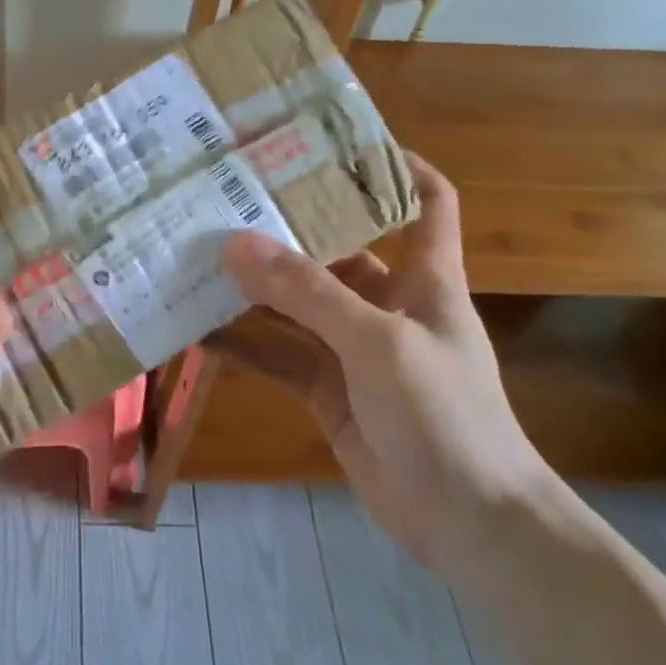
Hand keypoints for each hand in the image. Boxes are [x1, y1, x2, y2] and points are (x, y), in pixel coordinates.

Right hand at [212, 154, 550, 573]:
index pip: (426, 202)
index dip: (395, 166)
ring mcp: (355, 351)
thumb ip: (306, 292)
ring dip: (254, 290)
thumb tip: (237, 243)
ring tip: (198, 261)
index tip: (336, 143)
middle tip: (227, 201)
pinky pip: (280, 358)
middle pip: (337, 252)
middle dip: (288, 230)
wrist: (468, 521)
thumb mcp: (376, 341)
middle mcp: (388, 305)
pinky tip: (200, 333)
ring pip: (297, 308)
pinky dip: (245, 347)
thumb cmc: (443, 412)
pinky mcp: (329, 392)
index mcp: (424, 278)